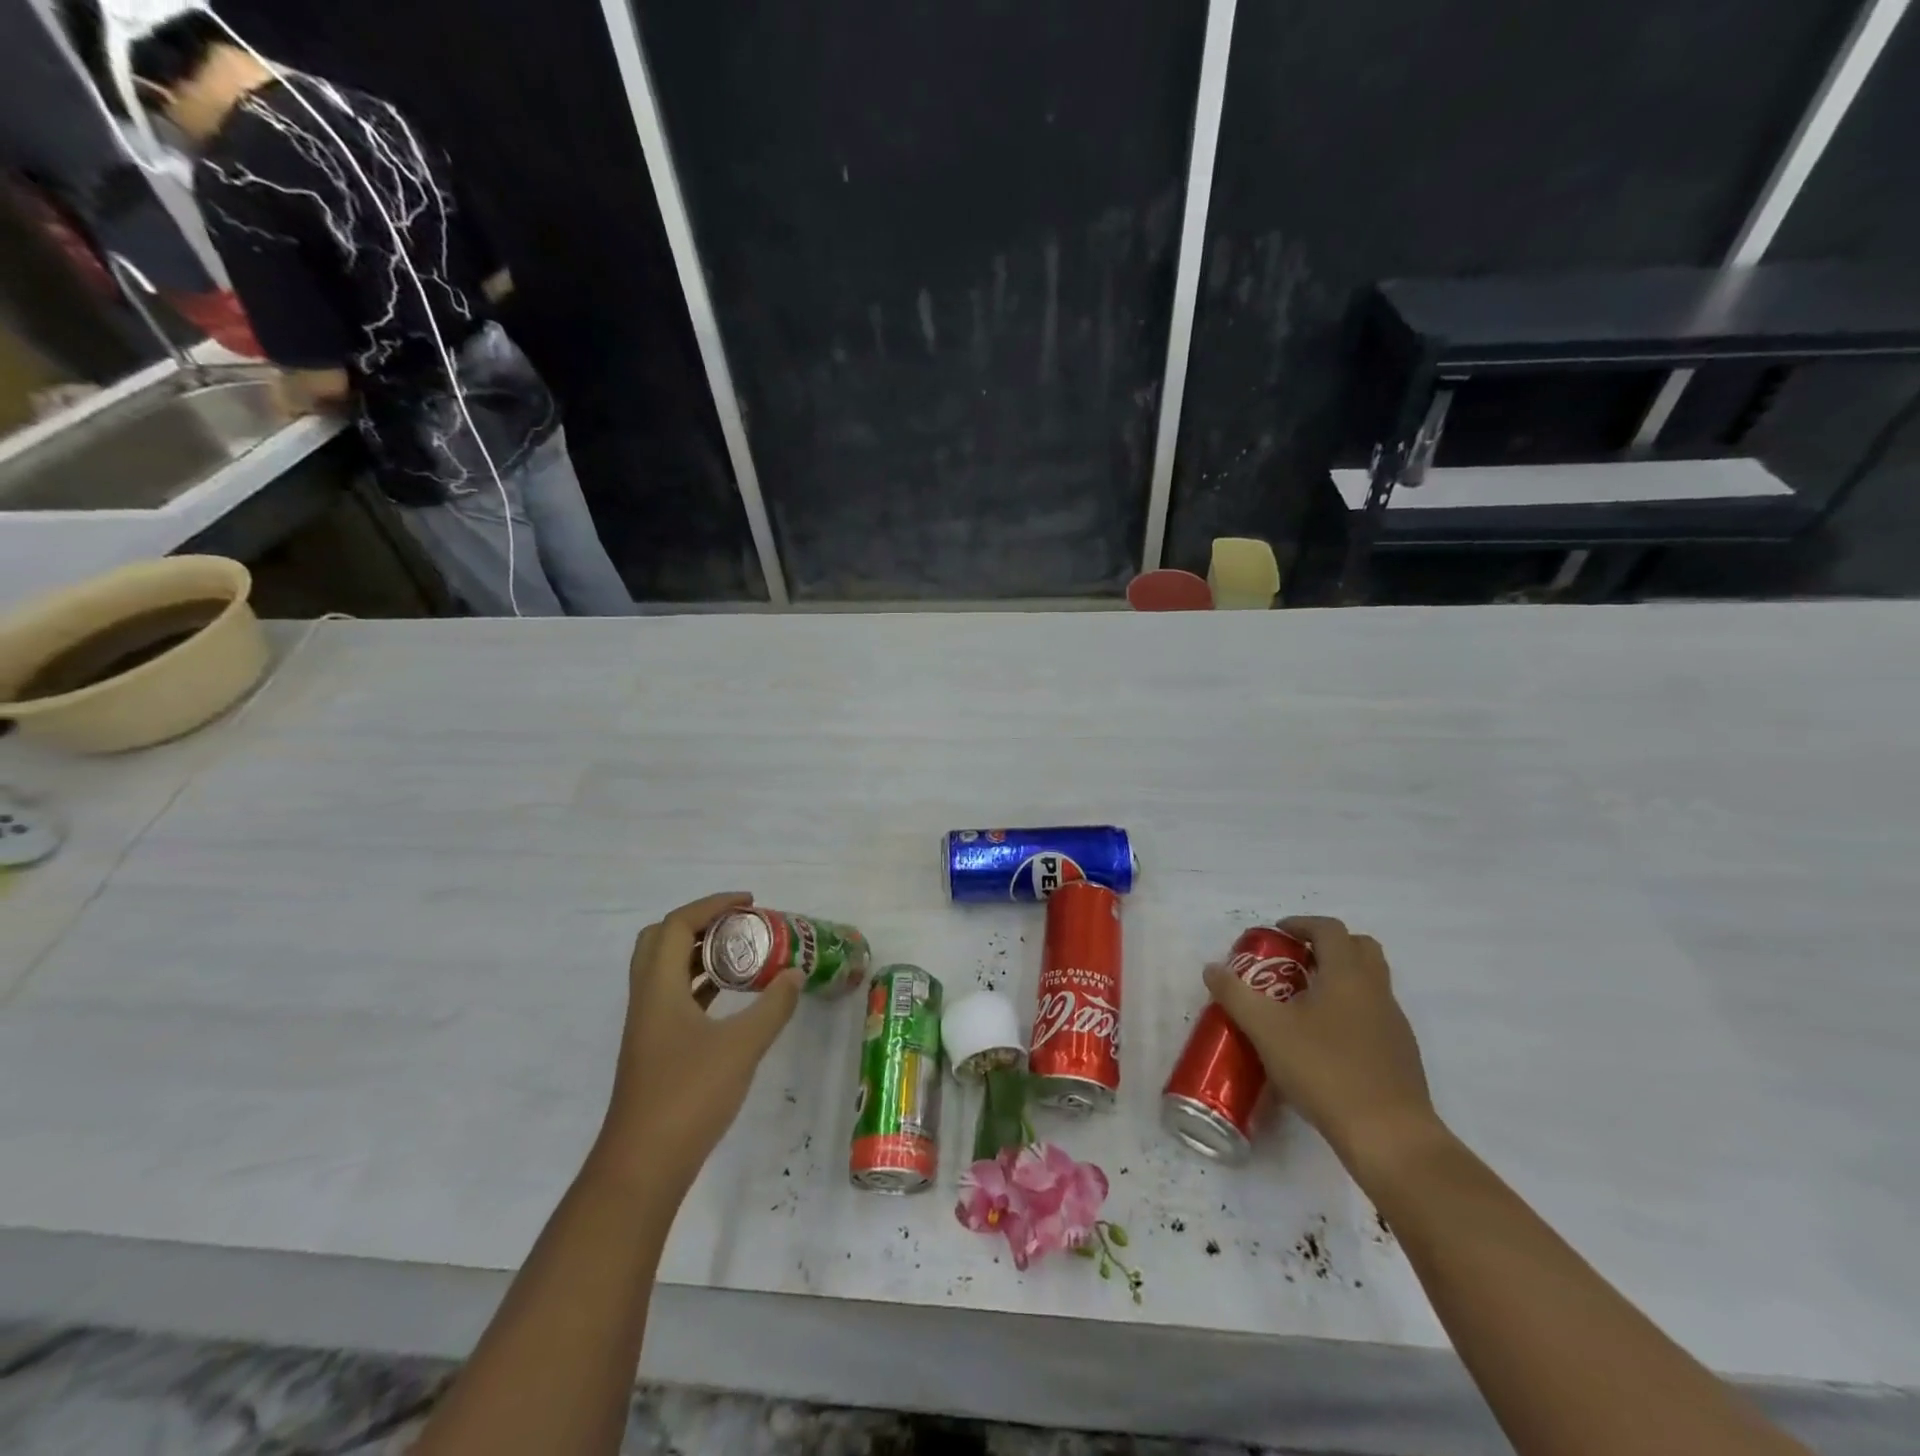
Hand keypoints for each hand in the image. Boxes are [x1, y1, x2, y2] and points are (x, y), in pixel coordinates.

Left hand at [594, 892, 801, 1193]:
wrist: (644, 1165)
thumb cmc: (689, 1096)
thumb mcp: (742, 1046)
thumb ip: (773, 1006)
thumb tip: (796, 974)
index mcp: (658, 988)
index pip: (678, 925)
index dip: (713, 905)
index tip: (749, 903)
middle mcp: (647, 998)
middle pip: (662, 939)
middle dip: (700, 922)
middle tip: (739, 925)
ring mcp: (648, 1025)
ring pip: (666, 969)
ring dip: (700, 952)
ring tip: (742, 953)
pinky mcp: (656, 1048)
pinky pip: (675, 996)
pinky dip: (700, 982)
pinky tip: (730, 995)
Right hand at [1204, 916, 1439, 1172]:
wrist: (1388, 1135)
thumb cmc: (1324, 1070)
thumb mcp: (1267, 1030)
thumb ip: (1236, 995)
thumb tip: (1212, 969)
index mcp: (1347, 975)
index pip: (1329, 929)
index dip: (1301, 924)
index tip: (1277, 933)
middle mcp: (1376, 990)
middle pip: (1360, 948)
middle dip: (1327, 946)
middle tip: (1296, 962)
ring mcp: (1394, 1024)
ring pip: (1370, 982)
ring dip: (1340, 979)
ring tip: (1305, 1002)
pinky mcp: (1400, 1055)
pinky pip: (1374, 1014)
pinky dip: (1351, 1010)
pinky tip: (1325, 1041)